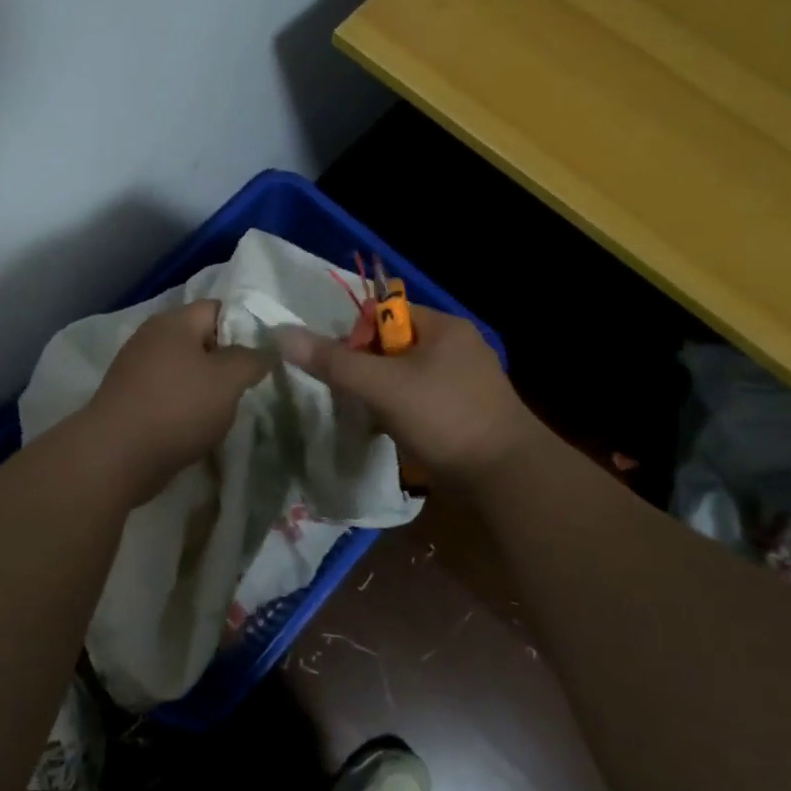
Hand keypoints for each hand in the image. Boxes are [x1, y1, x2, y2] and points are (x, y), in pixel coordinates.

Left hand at [81, 299, 272, 491]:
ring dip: (206, 387)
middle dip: (227, 361)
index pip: (219, 308)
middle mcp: (152, 337)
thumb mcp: (228, 380)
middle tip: (250, 385)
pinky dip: (185, 406)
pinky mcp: (130, 398)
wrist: (115, 456)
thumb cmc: (177, 408)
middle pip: (201, 339)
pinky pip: (168, 393)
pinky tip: (198, 427)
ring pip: (185, 369)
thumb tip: (266, 351)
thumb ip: (253, 359)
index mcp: (174, 321)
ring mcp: (136, 368)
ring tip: (227, 410)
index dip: (246, 327)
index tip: (265, 355)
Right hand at [274, 305, 537, 486]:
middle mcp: (458, 346)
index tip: (343, 369)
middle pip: (393, 346)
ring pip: (406, 376)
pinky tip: (394, 434)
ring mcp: (467, 381)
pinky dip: (404, 413)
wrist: (508, 478)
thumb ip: (333, 361)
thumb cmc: (445, 418)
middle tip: (353, 397)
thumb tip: (282, 334)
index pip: (385, 313)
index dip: (356, 336)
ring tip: (371, 419)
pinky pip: (423, 401)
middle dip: (368, 370)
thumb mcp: (382, 386)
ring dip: (383, 394)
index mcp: (443, 326)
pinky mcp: (469, 412)